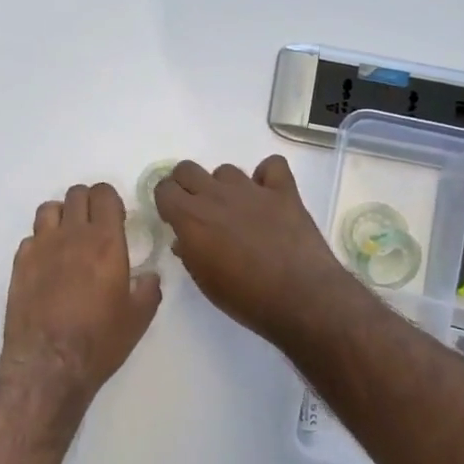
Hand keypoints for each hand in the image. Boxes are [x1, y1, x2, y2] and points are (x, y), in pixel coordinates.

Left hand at [0, 183, 161, 407]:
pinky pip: (31, 237)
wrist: (48, 364)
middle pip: (76, 194)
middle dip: (88, 203)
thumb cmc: (99, 341)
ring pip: (49, 208)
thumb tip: (149, 276)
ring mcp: (41, 247)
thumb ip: (148, 289)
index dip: (111, 200)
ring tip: (69, 238)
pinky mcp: (19, 263)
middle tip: (95, 226)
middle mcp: (71, 235)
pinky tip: (48, 263)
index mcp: (105, 241)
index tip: (117, 218)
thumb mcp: (138, 319)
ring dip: (62, 216)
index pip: (104, 194)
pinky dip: (41, 242)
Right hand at [154, 156, 353, 345]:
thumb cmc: (245, 298)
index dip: (167, 201)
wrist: (300, 297)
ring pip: (226, 170)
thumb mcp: (204, 281)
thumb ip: (189, 253)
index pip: (164, 188)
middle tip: (199, 209)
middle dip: (188, 185)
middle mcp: (216, 195)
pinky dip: (267, 176)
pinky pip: (272, 165)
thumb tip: (184, 239)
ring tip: (238, 210)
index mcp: (191, 218)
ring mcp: (251, 189)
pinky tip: (269, 195)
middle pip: (187, 169)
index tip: (174, 218)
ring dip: (226, 186)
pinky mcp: (284, 191)